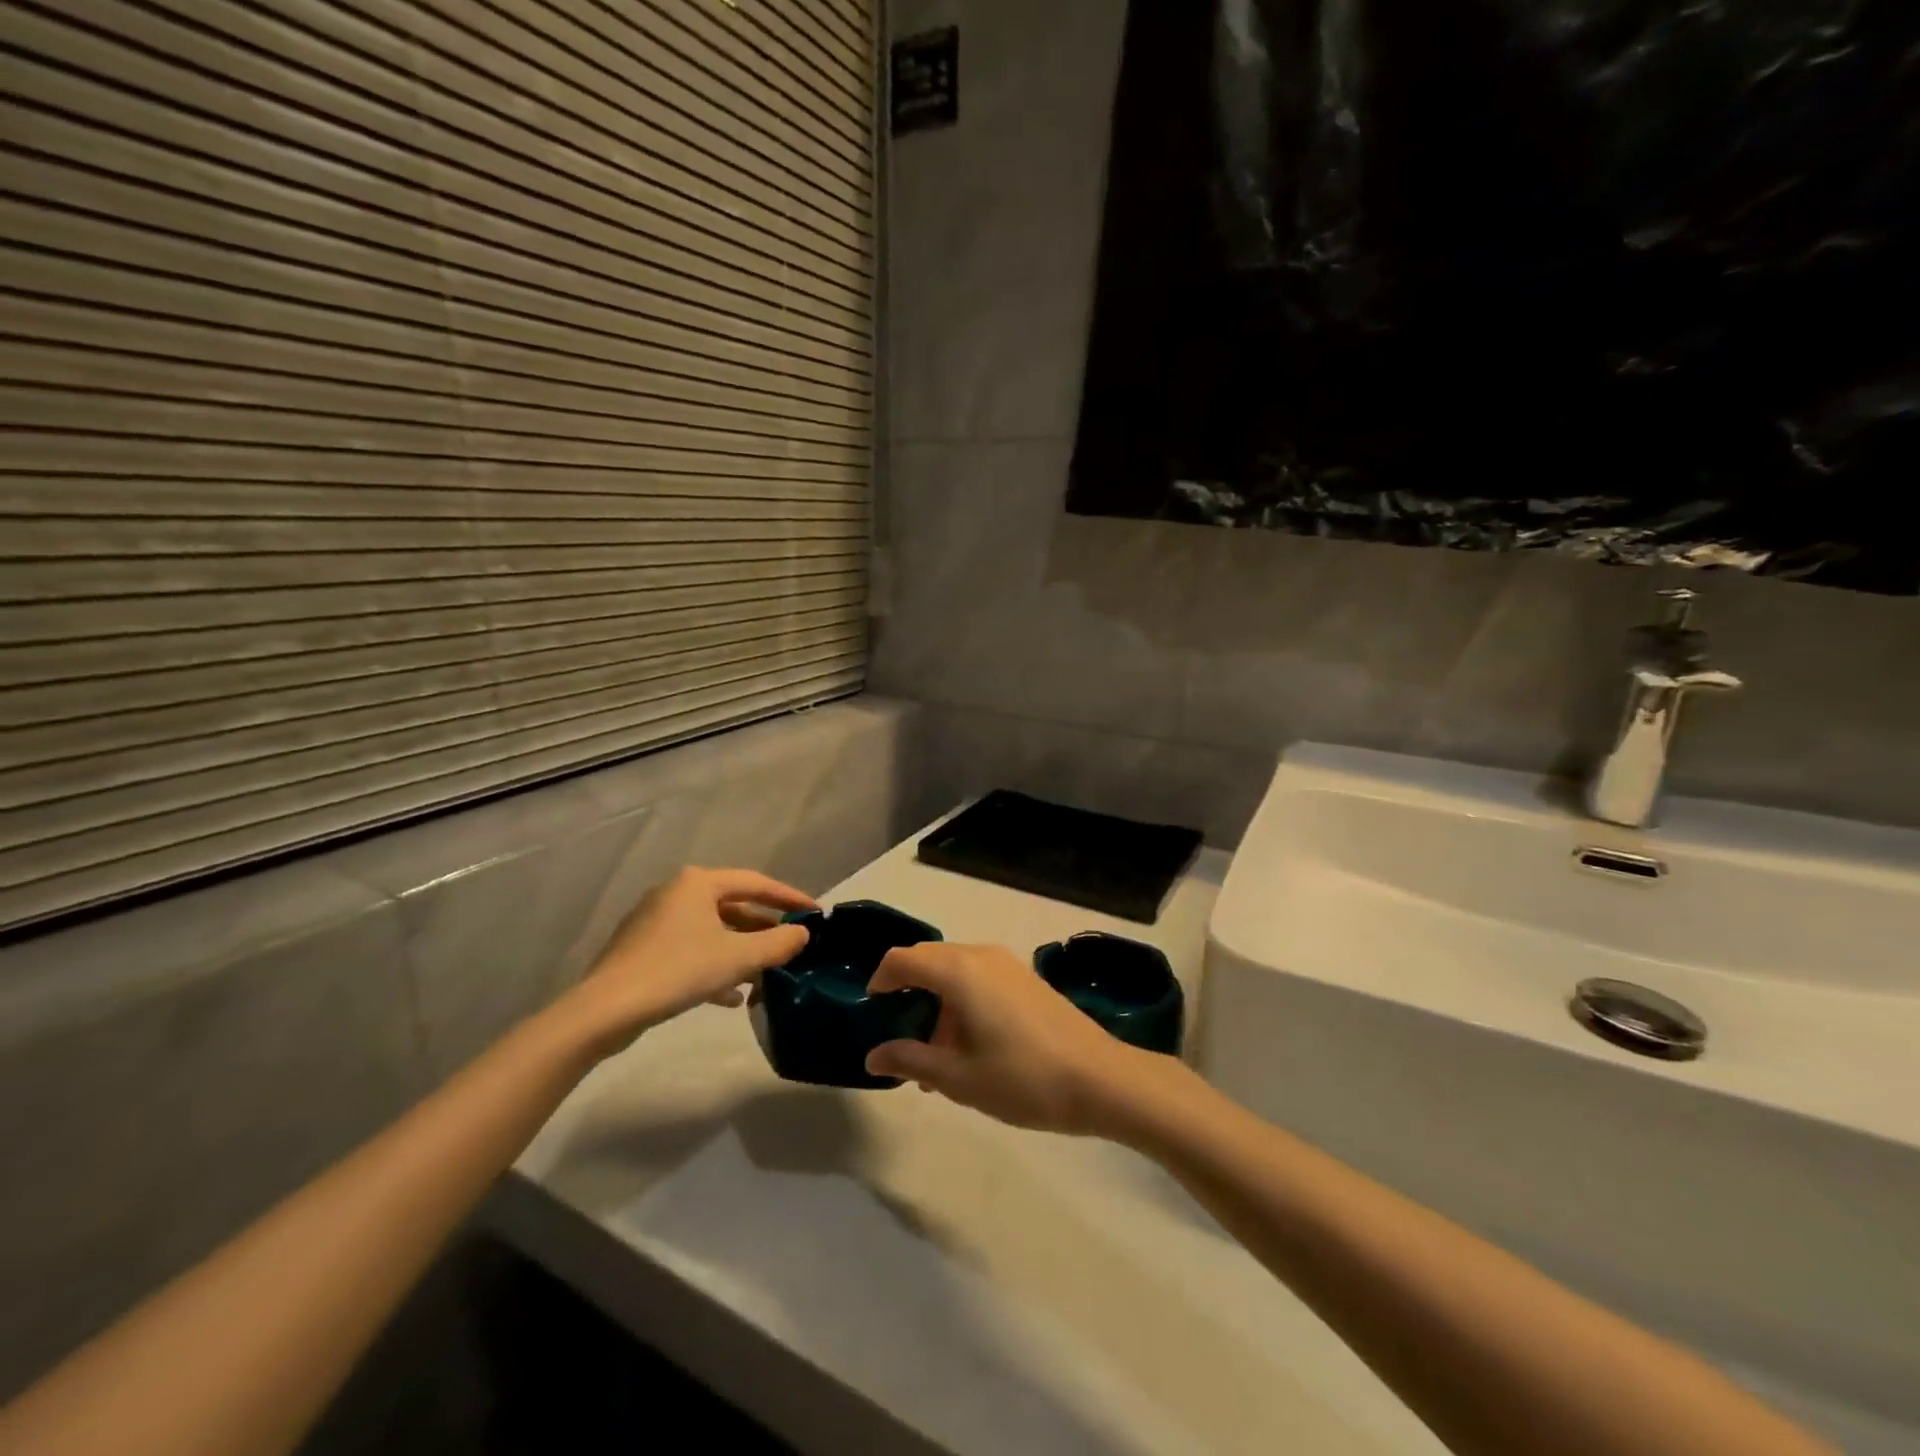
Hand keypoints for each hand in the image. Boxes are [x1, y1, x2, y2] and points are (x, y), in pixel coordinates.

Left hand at [562, 867, 814, 1051]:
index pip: (755, 882)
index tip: (815, 912)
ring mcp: (656, 921)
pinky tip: (731, 996)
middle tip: (792, 943)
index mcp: (698, 883)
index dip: (789, 897)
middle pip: (733, 906)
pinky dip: (715, 965)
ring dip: (741, 950)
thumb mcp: (738, 957)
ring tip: (767, 973)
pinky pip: (691, 950)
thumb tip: (803, 933)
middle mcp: (676, 893)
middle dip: (764, 928)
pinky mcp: (643, 950)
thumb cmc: (678, 970)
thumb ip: (777, 943)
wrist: (605, 1011)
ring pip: (712, 931)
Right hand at [864, 942, 1151, 1134]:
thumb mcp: (959, 1077)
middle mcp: (980, 955)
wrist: (1100, 1078)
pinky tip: (970, 1047)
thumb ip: (911, 1059)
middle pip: (928, 959)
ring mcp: (1007, 963)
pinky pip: (979, 977)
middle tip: (902, 1039)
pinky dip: (962, 1001)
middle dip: (908, 993)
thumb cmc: (1023, 1079)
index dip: (880, 980)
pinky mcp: (1025, 977)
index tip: (872, 1011)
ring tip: (937, 1059)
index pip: (902, 958)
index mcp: (959, 971)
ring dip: (936, 1002)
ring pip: (954, 970)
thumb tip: (873, 1056)